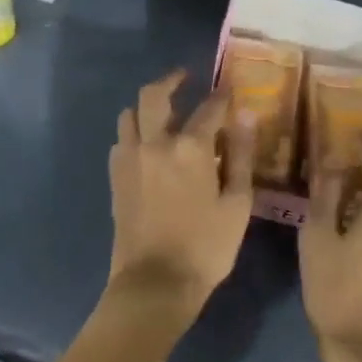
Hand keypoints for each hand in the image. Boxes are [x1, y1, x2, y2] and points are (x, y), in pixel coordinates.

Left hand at [108, 69, 255, 314]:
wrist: (154, 284)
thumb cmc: (206, 247)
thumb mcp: (237, 203)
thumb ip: (241, 155)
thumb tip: (245, 115)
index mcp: (190, 147)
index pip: (209, 107)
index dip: (222, 95)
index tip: (230, 90)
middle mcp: (155, 143)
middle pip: (154, 95)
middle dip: (171, 80)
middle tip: (184, 78)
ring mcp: (130, 159)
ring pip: (130, 114)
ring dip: (146, 106)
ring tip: (163, 111)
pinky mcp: (116, 177)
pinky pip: (120, 141)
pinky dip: (133, 133)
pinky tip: (146, 145)